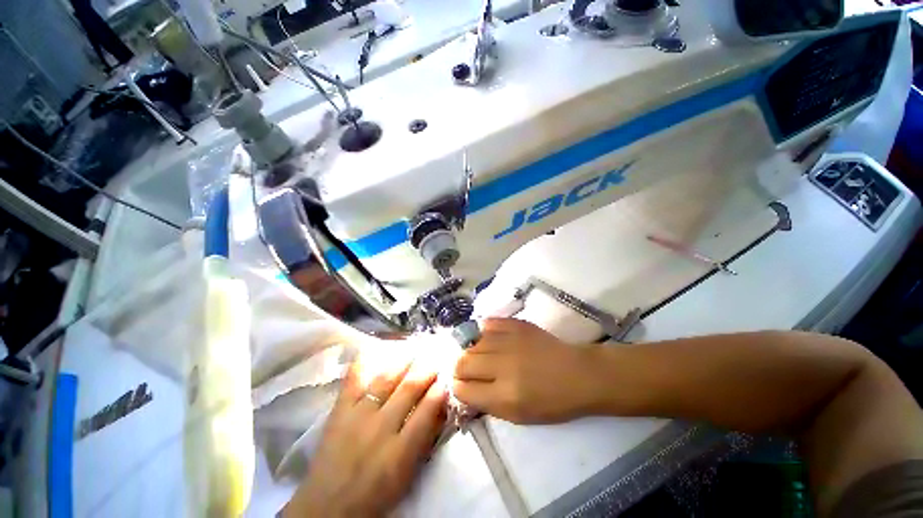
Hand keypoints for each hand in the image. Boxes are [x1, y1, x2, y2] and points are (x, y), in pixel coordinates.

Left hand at [284, 348, 447, 517]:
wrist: (327, 506)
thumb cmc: (375, 494)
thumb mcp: (407, 473)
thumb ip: (425, 438)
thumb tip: (440, 406)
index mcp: (400, 451)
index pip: (427, 410)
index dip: (440, 389)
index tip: (447, 376)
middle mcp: (380, 428)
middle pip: (409, 388)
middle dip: (426, 369)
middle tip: (435, 356)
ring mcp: (358, 416)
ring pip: (386, 379)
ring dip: (404, 361)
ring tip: (415, 349)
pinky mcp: (339, 410)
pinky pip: (354, 379)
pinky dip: (365, 362)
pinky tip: (375, 349)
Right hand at [452, 318, 602, 423]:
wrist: (578, 374)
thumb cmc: (552, 402)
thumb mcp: (518, 416)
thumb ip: (487, 403)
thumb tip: (463, 388)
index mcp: (505, 395)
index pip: (463, 389)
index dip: (457, 388)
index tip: (461, 385)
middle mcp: (503, 365)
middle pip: (462, 362)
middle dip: (459, 369)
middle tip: (468, 371)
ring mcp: (509, 341)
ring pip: (472, 343)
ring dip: (471, 351)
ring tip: (481, 356)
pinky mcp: (516, 325)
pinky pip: (488, 324)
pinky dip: (484, 333)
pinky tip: (488, 339)